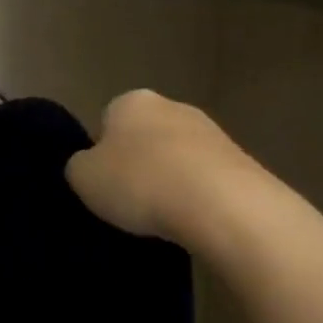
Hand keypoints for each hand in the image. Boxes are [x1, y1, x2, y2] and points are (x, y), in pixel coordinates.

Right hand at [66, 89, 274, 250]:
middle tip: (130, 201)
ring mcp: (212, 132)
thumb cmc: (139, 182)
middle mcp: (173, 106)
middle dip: (139, 164)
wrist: (223, 206)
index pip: (108, 121)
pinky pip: (206, 180)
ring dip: (170, 181)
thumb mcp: (83, 178)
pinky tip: (192, 220)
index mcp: (131, 101)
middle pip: (145, 137)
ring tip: (163, 217)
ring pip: (178, 158)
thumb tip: (90, 166)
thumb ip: (80, 166)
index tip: (104, 183)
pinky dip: (197, 197)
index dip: (103, 153)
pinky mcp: (242, 161)